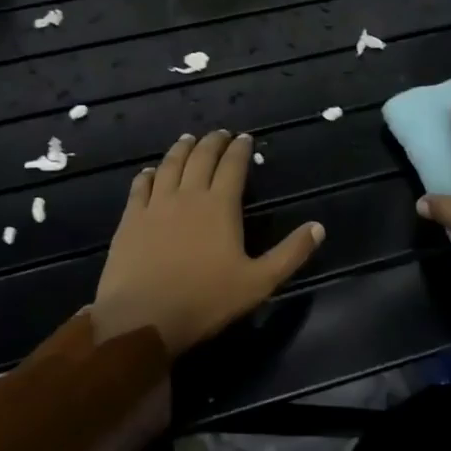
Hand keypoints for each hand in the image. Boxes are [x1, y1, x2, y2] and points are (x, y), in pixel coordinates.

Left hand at [91, 129, 324, 354]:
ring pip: (170, 165)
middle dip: (213, 142)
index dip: (240, 149)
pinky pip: (140, 186)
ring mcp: (156, 204)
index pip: (233, 166)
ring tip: (188, 140)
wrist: (143, 317)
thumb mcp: (259, 282)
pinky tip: (151, 171)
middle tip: (220, 133)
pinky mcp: (131, 218)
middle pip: (201, 157)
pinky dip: (148, 173)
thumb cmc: (205, 300)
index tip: (245, 138)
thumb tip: (318, 227)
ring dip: (181, 149)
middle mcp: (188, 195)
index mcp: (220, 205)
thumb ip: (290, 254)